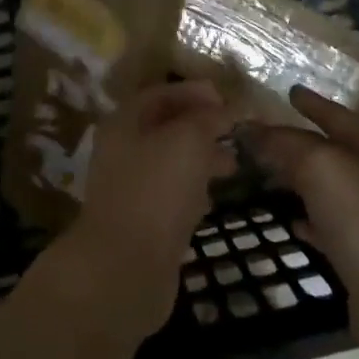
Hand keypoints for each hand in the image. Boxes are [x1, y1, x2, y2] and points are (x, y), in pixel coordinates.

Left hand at [62, 81, 236, 340]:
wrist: (126, 266)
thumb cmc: (156, 190)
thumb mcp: (188, 140)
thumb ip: (208, 118)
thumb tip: (225, 107)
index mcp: (125, 122)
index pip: (160, 94)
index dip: (194, 92)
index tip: (227, 98)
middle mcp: (123, 150)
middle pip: (165, 127)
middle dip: (202, 125)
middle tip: (236, 130)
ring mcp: (131, 187)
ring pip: (171, 162)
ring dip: (201, 158)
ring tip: (235, 163)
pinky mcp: (143, 221)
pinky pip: (171, 194)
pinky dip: (194, 190)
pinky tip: (214, 197)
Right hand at [242, 87, 358, 358]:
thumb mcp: (320, 167)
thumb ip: (284, 144)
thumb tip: (250, 129)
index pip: (337, 116)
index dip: (313, 103)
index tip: (289, 92)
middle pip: (330, 151)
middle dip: (298, 141)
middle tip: (262, 134)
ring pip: (326, 188)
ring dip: (298, 179)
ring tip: (266, 172)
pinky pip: (326, 226)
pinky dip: (307, 218)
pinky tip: (289, 220)